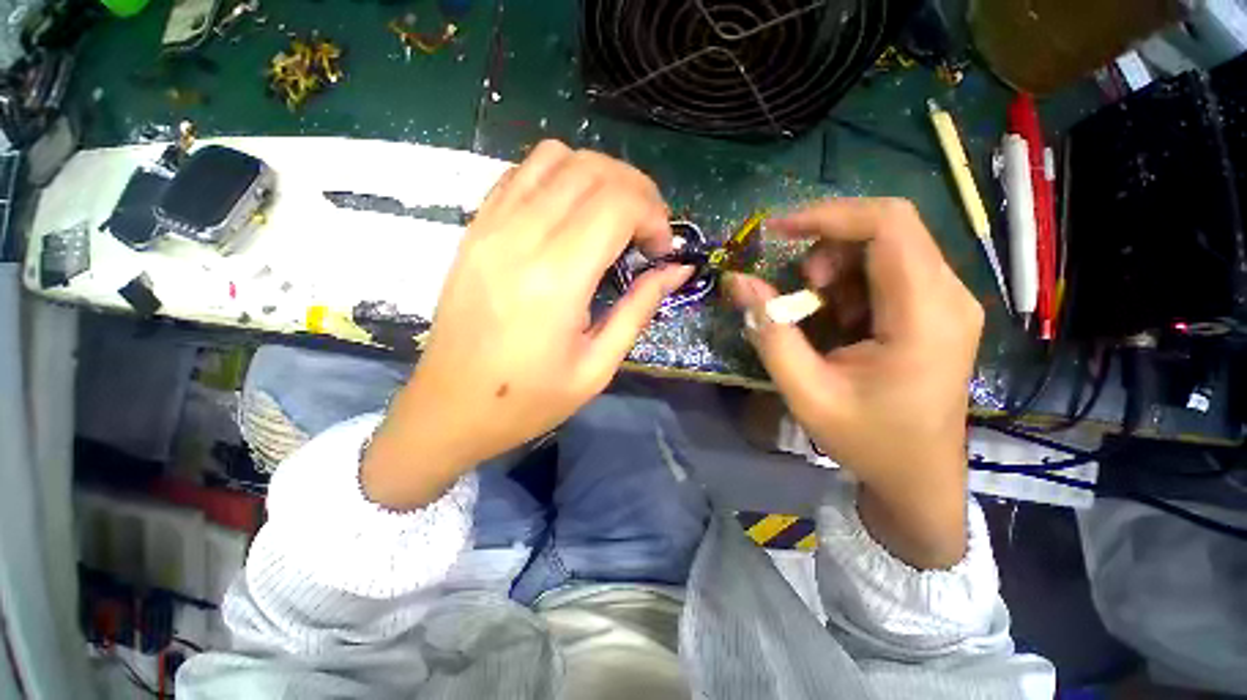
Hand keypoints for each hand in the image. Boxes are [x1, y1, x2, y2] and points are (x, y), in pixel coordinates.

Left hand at [362, 141, 691, 509]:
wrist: (450, 408)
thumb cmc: (528, 400)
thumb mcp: (597, 367)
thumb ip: (639, 308)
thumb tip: (677, 270)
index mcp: (557, 278)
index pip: (617, 203)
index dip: (653, 215)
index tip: (661, 250)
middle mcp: (521, 238)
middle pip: (592, 170)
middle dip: (636, 191)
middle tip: (647, 231)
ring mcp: (491, 226)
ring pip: (556, 157)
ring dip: (599, 177)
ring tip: (612, 217)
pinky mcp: (475, 228)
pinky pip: (522, 173)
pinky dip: (559, 177)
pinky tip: (571, 214)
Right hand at [726, 199, 982, 567]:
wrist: (918, 476)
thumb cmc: (867, 440)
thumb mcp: (806, 391)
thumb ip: (769, 333)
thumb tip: (737, 282)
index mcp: (924, 314)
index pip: (888, 225)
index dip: (828, 215)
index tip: (777, 230)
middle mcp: (948, 295)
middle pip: (888, 229)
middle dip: (828, 244)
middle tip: (798, 286)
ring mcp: (947, 300)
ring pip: (885, 246)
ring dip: (836, 266)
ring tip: (814, 309)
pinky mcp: (935, 309)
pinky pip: (887, 270)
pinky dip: (848, 283)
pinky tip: (836, 319)